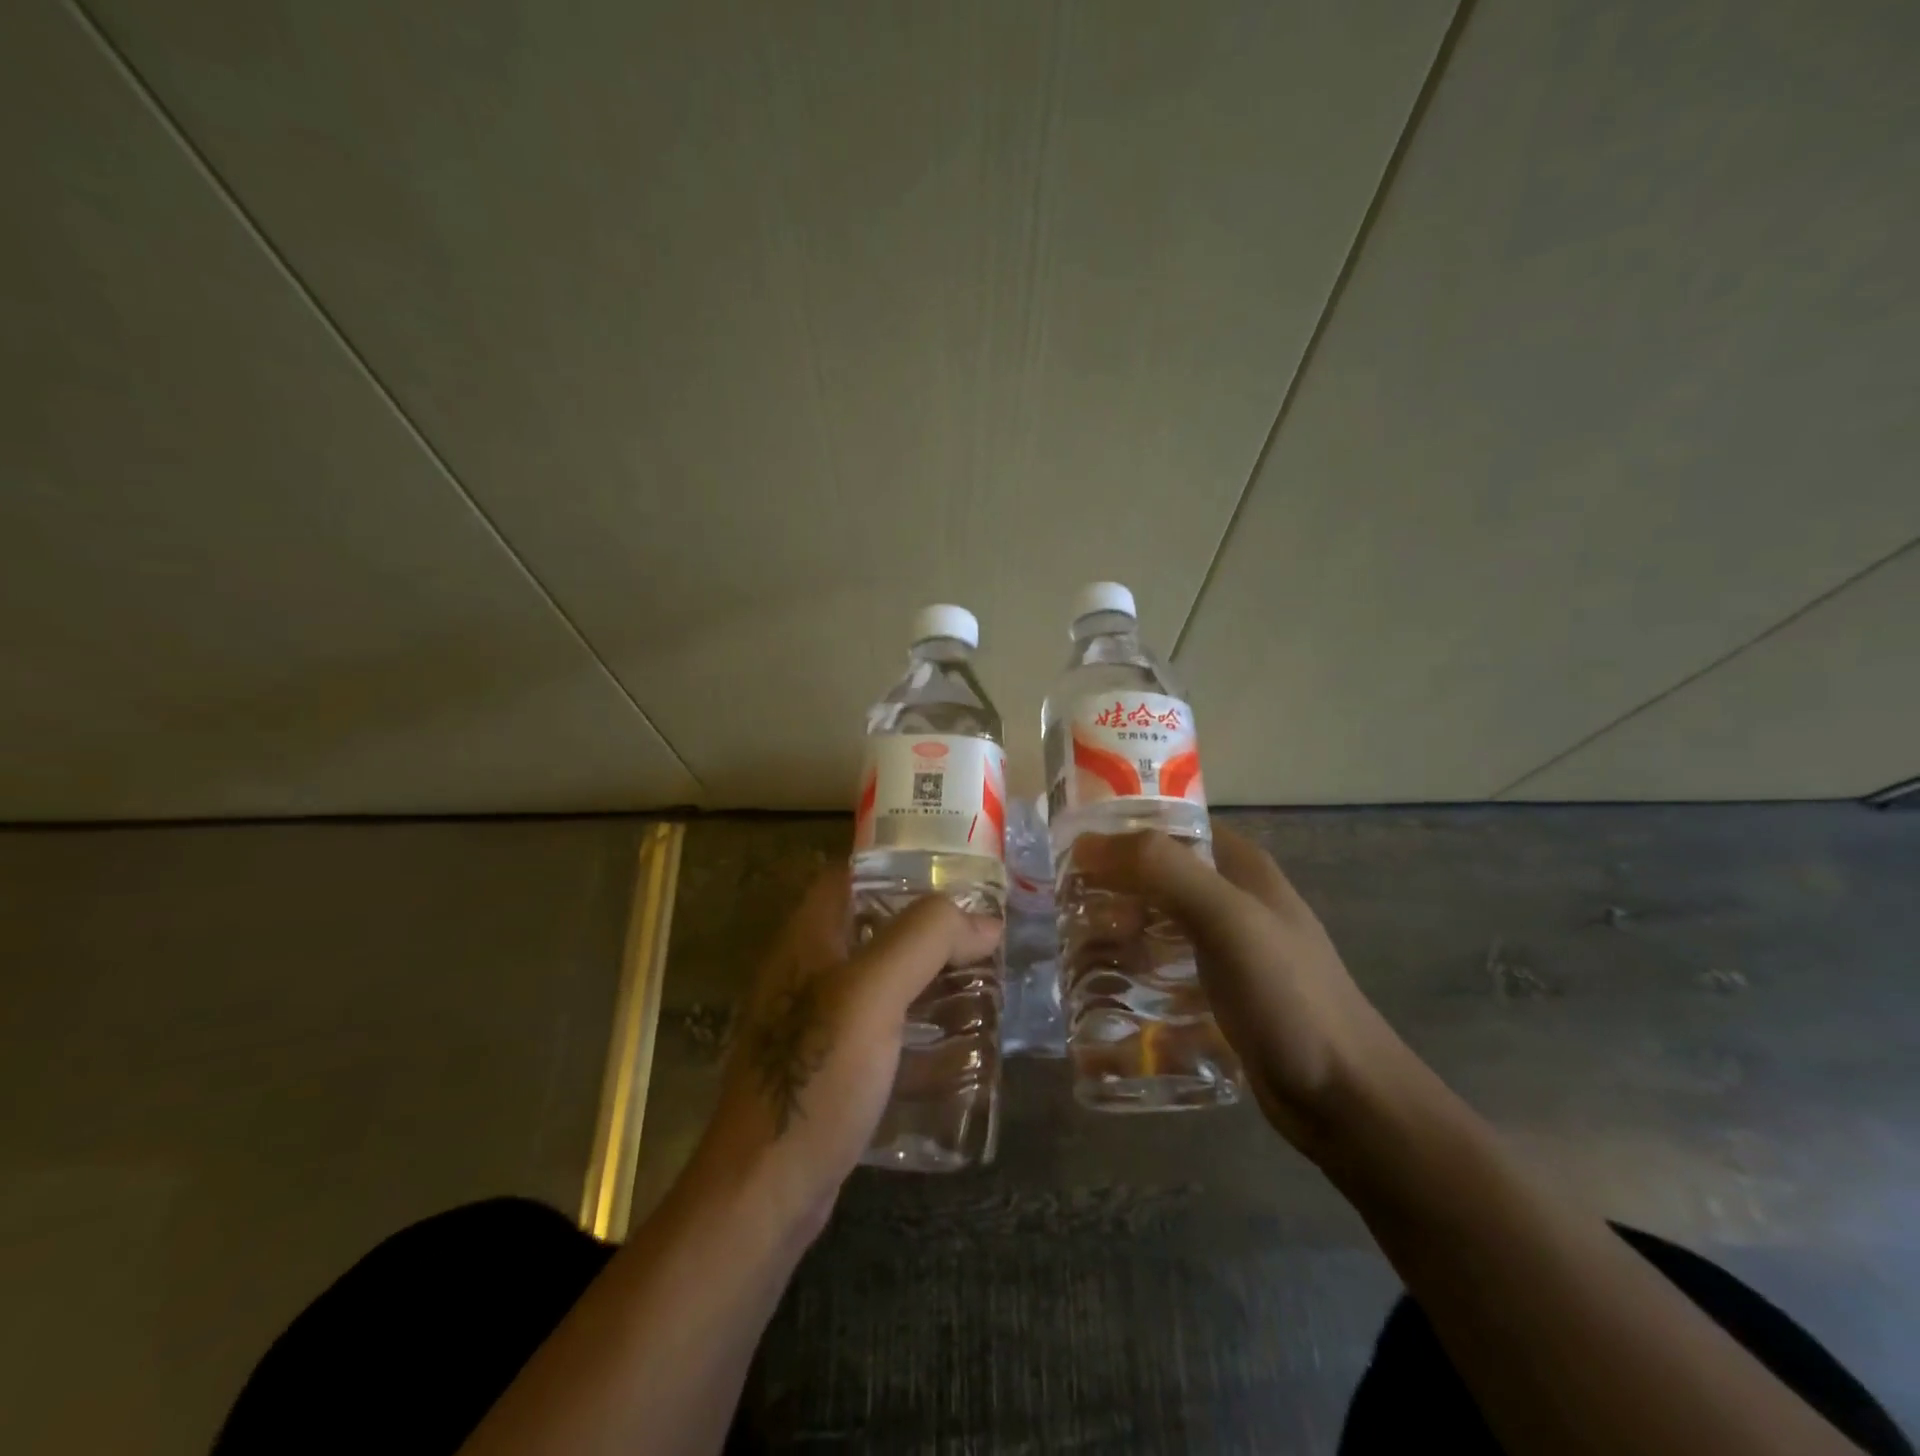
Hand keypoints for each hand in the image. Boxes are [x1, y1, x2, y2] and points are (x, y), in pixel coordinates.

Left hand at [689, 866, 1001, 1232]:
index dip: (901, 866)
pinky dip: (922, 1029)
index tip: (957, 875)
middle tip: (985, 935)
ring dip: (931, 980)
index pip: (852, 875)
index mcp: (809, 938)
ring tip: (987, 984)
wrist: (764, 1192)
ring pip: (884, 982)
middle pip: (875, 927)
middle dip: (930, 929)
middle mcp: (809, 971)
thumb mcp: (874, 992)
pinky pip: (885, 1032)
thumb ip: (926, 939)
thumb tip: (984, 920)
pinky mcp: (833, 1068)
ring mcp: (818, 1023)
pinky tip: (962, 1047)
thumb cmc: (817, 1075)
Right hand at [1071, 827, 1416, 1159]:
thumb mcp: (1226, 918)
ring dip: (1115, 931)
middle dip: (1109, 888)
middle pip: (1154, 876)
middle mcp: (1231, 898)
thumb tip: (1085, 843)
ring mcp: (1226, 948)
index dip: (1118, 830)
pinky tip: (1102, 990)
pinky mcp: (1218, 993)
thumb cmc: (1288, 995)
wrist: (1345, 1097)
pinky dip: (1132, 970)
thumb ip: (1161, 869)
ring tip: (1073, 951)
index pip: (1167, 825)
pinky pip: (1163, 968)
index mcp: (1239, 866)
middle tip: (1065, 911)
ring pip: (1154, 923)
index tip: (1068, 852)